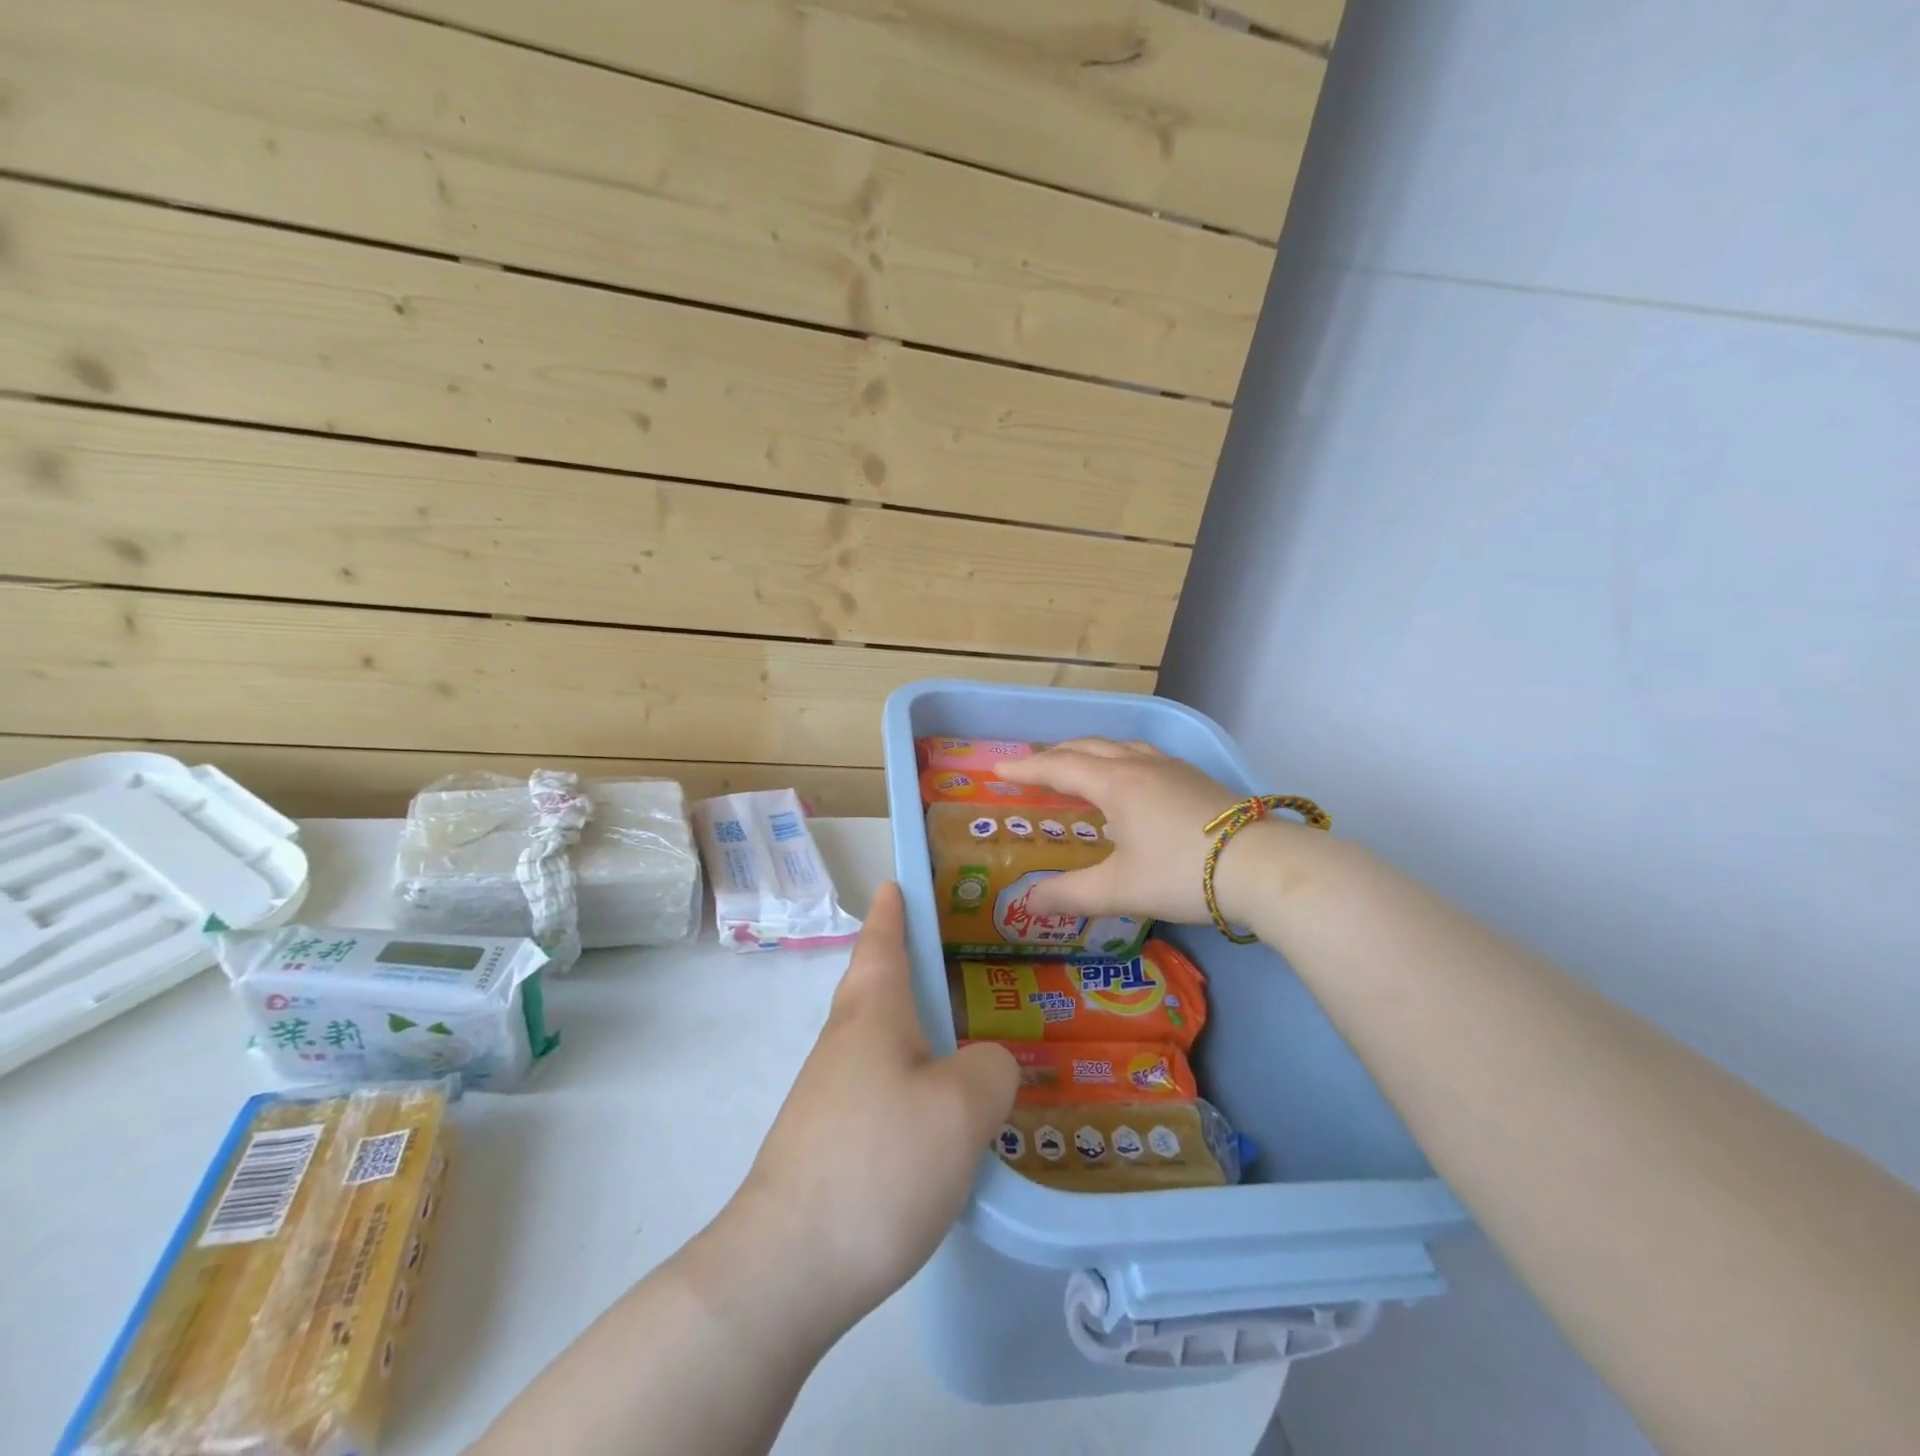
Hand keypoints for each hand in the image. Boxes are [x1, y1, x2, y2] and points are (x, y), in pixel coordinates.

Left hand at [736, 883, 1017, 1332]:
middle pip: (871, 987)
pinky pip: (874, 1087)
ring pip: (874, 1041)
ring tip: (951, 1036)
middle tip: (940, 957)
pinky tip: (930, 1114)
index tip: (893, 884)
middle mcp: (842, 1044)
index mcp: (873, 1015)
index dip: (892, 913)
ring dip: (905, 1026)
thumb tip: (988, 1064)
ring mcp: (826, 1095)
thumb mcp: (962, 1108)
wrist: (785, 1266)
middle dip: (898, 964)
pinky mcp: (824, 1142)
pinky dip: (904, 1078)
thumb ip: (992, 1069)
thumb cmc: (879, 1162)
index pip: (882, 944)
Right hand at [995, 738, 1273, 926]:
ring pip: (1120, 746)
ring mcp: (1172, 767)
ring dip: (1090, 752)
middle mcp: (1140, 765)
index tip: (998, 769)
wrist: (1263, 867)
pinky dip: (1119, 759)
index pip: (1059, 767)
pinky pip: (1143, 755)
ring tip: (1078, 767)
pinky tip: (1131, 781)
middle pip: (1088, 747)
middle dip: (1055, 754)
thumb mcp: (1119, 889)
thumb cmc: (1182, 873)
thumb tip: (1027, 904)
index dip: (1026, 768)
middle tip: (1033, 768)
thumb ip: (1069, 895)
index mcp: (1115, 783)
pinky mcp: (1196, 778)